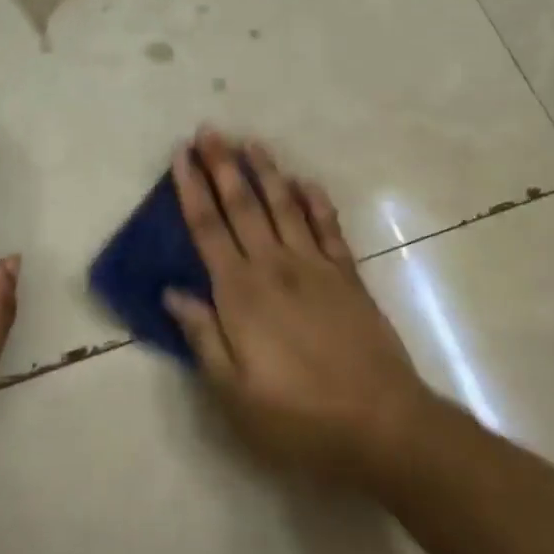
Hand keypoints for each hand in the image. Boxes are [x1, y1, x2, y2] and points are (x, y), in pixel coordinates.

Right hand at [163, 128, 436, 489]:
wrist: (381, 422)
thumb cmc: (298, 417)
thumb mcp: (235, 394)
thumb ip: (203, 337)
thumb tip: (172, 293)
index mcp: (241, 293)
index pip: (208, 228)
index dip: (191, 189)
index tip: (181, 155)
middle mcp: (274, 265)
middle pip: (242, 204)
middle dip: (222, 165)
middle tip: (209, 130)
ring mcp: (314, 265)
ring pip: (283, 205)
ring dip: (265, 171)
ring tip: (250, 142)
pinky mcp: (347, 274)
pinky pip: (327, 226)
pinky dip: (315, 200)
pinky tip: (306, 182)